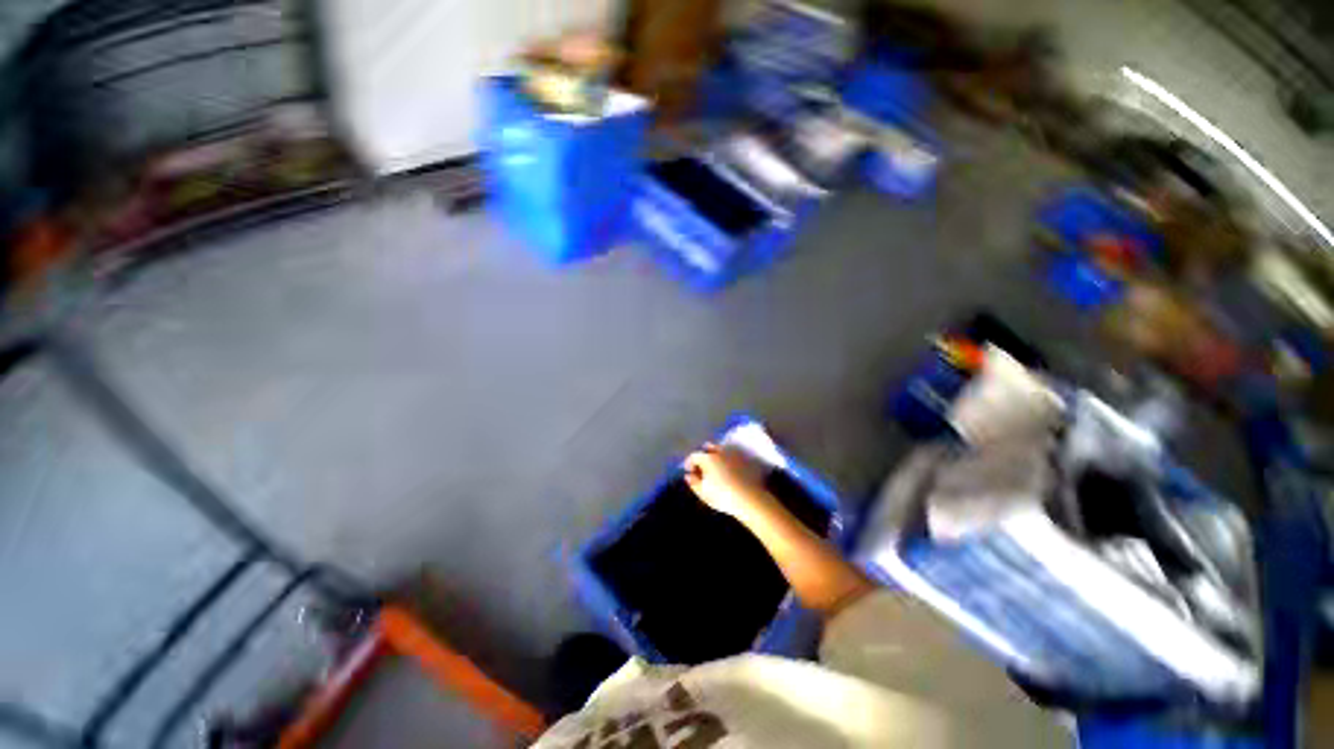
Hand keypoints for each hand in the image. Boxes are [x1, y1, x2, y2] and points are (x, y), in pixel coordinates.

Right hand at [683, 444, 770, 519]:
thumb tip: (688, 475)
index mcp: (708, 458)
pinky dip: (727, 459)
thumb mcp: (703, 492)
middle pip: (708, 448)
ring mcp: (733, 454)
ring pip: (721, 449)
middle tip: (702, 467)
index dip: (689, 463)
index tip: (689, 471)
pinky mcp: (744, 459)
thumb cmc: (723, 496)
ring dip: (715, 456)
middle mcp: (720, 452)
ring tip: (715, 468)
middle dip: (703, 455)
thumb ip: (694, 482)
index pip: (694, 456)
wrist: (749, 499)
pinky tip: (727, 470)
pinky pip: (731, 454)